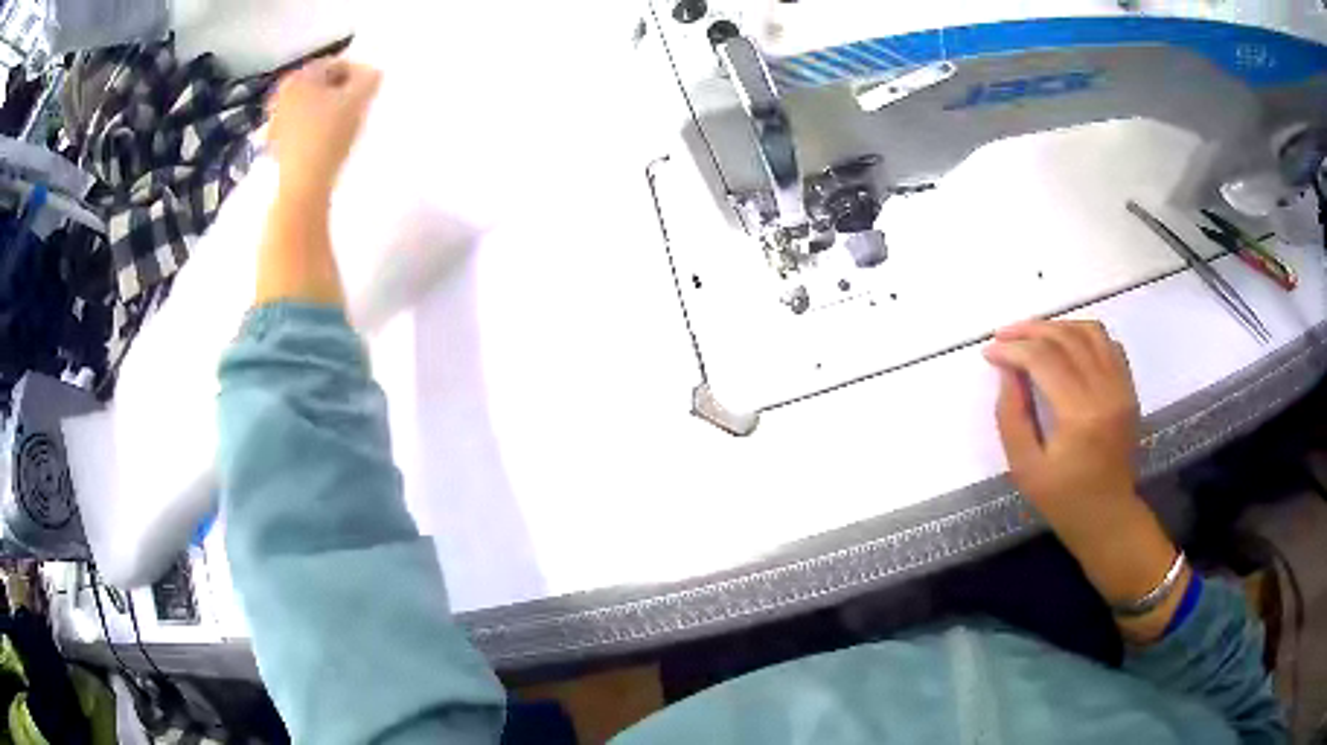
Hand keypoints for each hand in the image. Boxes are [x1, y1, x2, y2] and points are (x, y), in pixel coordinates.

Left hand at [267, 58, 381, 201]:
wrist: (303, 184)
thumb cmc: (330, 135)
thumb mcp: (358, 100)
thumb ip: (369, 79)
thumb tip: (371, 74)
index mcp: (300, 76)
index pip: (336, 64)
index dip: (357, 74)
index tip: (370, 91)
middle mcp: (283, 92)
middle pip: (319, 84)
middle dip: (339, 90)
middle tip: (357, 105)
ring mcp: (275, 118)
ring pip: (309, 104)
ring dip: (326, 108)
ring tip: (342, 123)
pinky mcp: (275, 141)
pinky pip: (299, 124)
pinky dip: (312, 126)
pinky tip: (324, 139)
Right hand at [984, 320, 1184, 641]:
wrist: (1108, 517)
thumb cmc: (1063, 500)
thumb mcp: (1025, 468)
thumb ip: (1011, 415)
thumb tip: (1007, 370)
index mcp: (1080, 415)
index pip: (1043, 359)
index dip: (1013, 349)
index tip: (990, 352)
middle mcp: (1105, 391)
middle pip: (1066, 338)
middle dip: (1030, 330)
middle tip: (1004, 336)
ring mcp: (1122, 387)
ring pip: (1089, 332)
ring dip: (1057, 326)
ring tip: (1032, 336)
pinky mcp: (1129, 388)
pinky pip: (1107, 344)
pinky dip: (1083, 335)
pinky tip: (1065, 346)